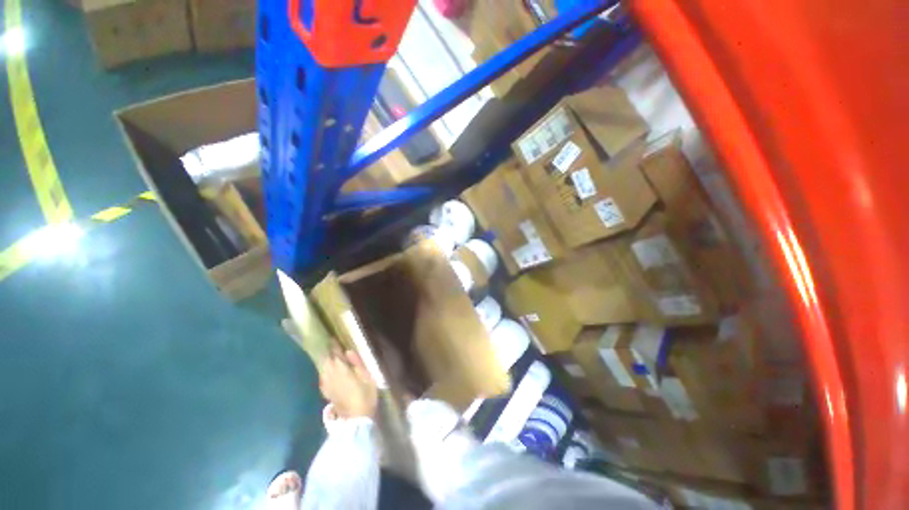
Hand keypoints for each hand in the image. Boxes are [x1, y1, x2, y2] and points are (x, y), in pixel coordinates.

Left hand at [319, 350, 377, 419]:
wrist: (356, 419)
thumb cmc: (365, 395)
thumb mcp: (366, 376)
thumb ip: (357, 362)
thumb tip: (348, 351)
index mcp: (341, 369)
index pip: (335, 353)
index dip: (334, 345)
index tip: (332, 337)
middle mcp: (330, 375)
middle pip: (326, 360)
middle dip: (327, 351)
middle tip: (329, 344)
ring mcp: (326, 385)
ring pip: (322, 368)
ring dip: (325, 360)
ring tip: (328, 354)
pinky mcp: (326, 392)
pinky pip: (322, 376)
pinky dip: (324, 370)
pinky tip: (327, 370)